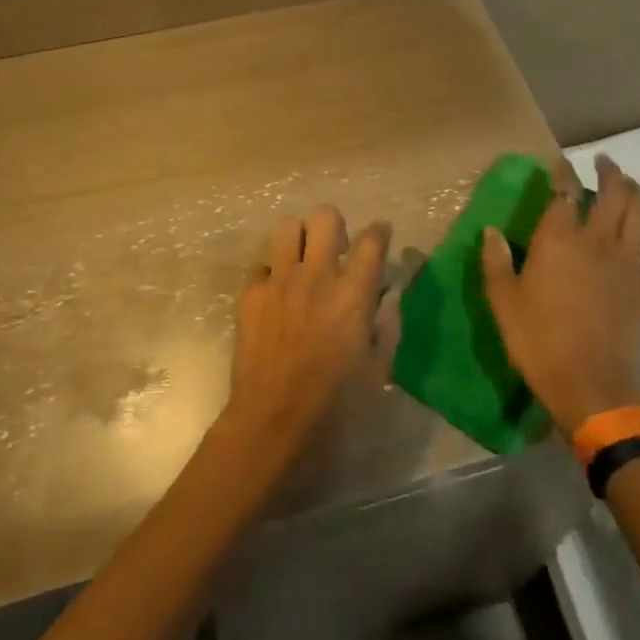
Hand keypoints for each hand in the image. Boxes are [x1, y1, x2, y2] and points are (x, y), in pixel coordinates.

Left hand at [222, 206, 390, 451]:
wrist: (273, 421)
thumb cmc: (335, 403)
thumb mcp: (378, 369)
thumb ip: (388, 325)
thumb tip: (389, 295)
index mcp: (352, 293)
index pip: (371, 241)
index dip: (379, 231)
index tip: (380, 234)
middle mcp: (316, 275)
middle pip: (326, 217)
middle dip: (335, 226)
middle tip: (336, 249)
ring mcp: (279, 281)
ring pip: (287, 227)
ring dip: (300, 238)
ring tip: (303, 260)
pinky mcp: (250, 294)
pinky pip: (261, 264)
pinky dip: (272, 272)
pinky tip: (277, 293)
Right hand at [481, 155, 639, 435]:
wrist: (589, 384)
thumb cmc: (538, 341)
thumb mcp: (503, 302)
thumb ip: (496, 262)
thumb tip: (491, 231)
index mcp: (558, 240)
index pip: (564, 193)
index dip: (563, 174)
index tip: (560, 165)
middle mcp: (596, 241)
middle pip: (612, 194)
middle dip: (609, 172)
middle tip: (603, 163)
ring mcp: (627, 261)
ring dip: (636, 190)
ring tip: (629, 182)